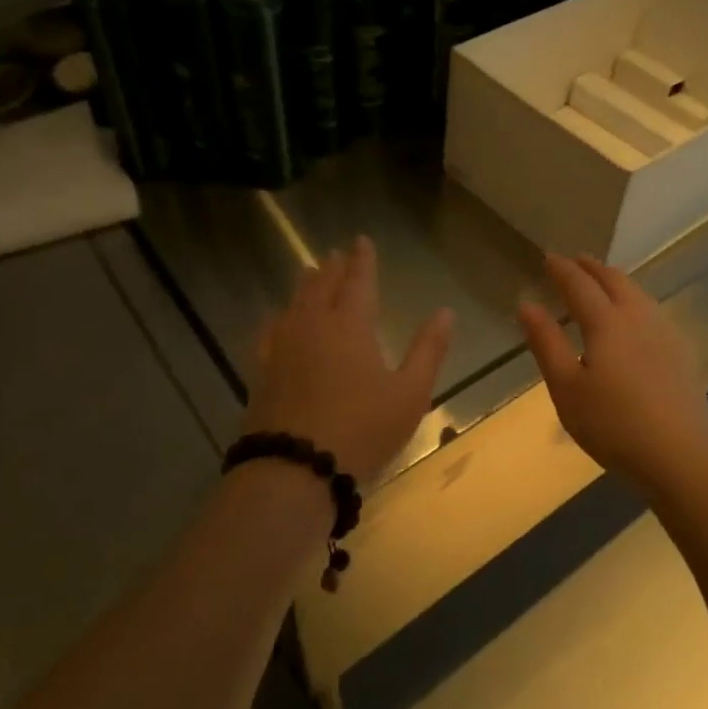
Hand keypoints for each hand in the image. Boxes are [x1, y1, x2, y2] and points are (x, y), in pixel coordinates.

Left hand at [244, 236, 454, 483]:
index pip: (358, 280)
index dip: (362, 259)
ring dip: (306, 285)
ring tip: (310, 273)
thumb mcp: (409, 393)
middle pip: (321, 285)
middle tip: (336, 254)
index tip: (361, 240)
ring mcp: (282, 345)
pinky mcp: (261, 369)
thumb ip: (428, 350)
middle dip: (332, 267)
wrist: (295, 468)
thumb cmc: (362, 429)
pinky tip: (278, 319)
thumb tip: (445, 312)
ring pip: (294, 302)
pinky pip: (269, 330)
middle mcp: (313, 324)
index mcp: (350, 324)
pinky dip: (278, 316)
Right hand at [518, 254, 707, 488]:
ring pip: (638, 293)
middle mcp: (638, 318)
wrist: (680, 457)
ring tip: (603, 281)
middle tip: (576, 260)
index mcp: (606, 323)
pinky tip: (635, 317)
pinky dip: (635, 299)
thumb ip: (546, 343)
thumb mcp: (566, 388)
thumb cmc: (613, 425)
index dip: (562, 269)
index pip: (579, 285)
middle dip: (592, 267)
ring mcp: (665, 334)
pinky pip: (652, 310)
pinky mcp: (681, 353)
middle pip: (614, 280)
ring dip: (616, 280)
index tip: (548, 257)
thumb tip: (527, 305)